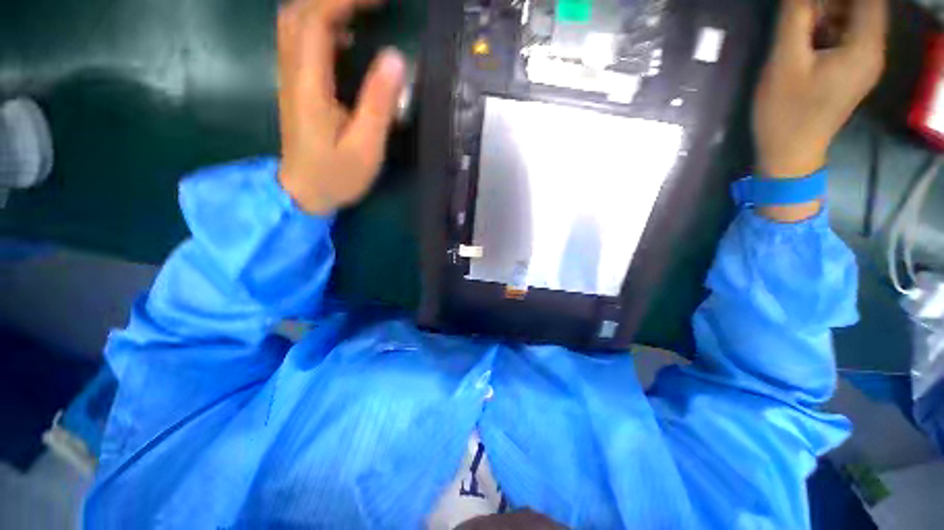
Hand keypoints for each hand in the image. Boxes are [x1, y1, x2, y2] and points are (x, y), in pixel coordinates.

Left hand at [277, 0, 405, 213]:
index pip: (317, 19)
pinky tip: (345, 35)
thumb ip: (379, 104)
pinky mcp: (296, 87)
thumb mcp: (366, 148)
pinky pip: (300, 41)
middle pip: (300, 11)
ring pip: (296, 22)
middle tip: (372, 4)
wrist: (303, 193)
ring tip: (361, 11)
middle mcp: (293, 72)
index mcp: (310, 85)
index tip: (380, 0)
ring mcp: (291, 78)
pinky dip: (321, 25)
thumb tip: (396, 59)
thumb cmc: (336, 176)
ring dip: (325, 8)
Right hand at [753, 0, 886, 178]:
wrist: (789, 154)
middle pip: (863, 5)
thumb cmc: (786, 113)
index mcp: (865, 46)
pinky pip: (846, 35)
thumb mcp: (785, 63)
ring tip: (800, 18)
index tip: (810, 1)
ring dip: (829, 10)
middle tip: (800, 8)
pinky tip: (807, 34)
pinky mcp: (852, 71)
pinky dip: (829, 25)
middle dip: (832, 1)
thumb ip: (795, 18)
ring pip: (853, 17)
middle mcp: (873, 50)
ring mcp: (864, 62)